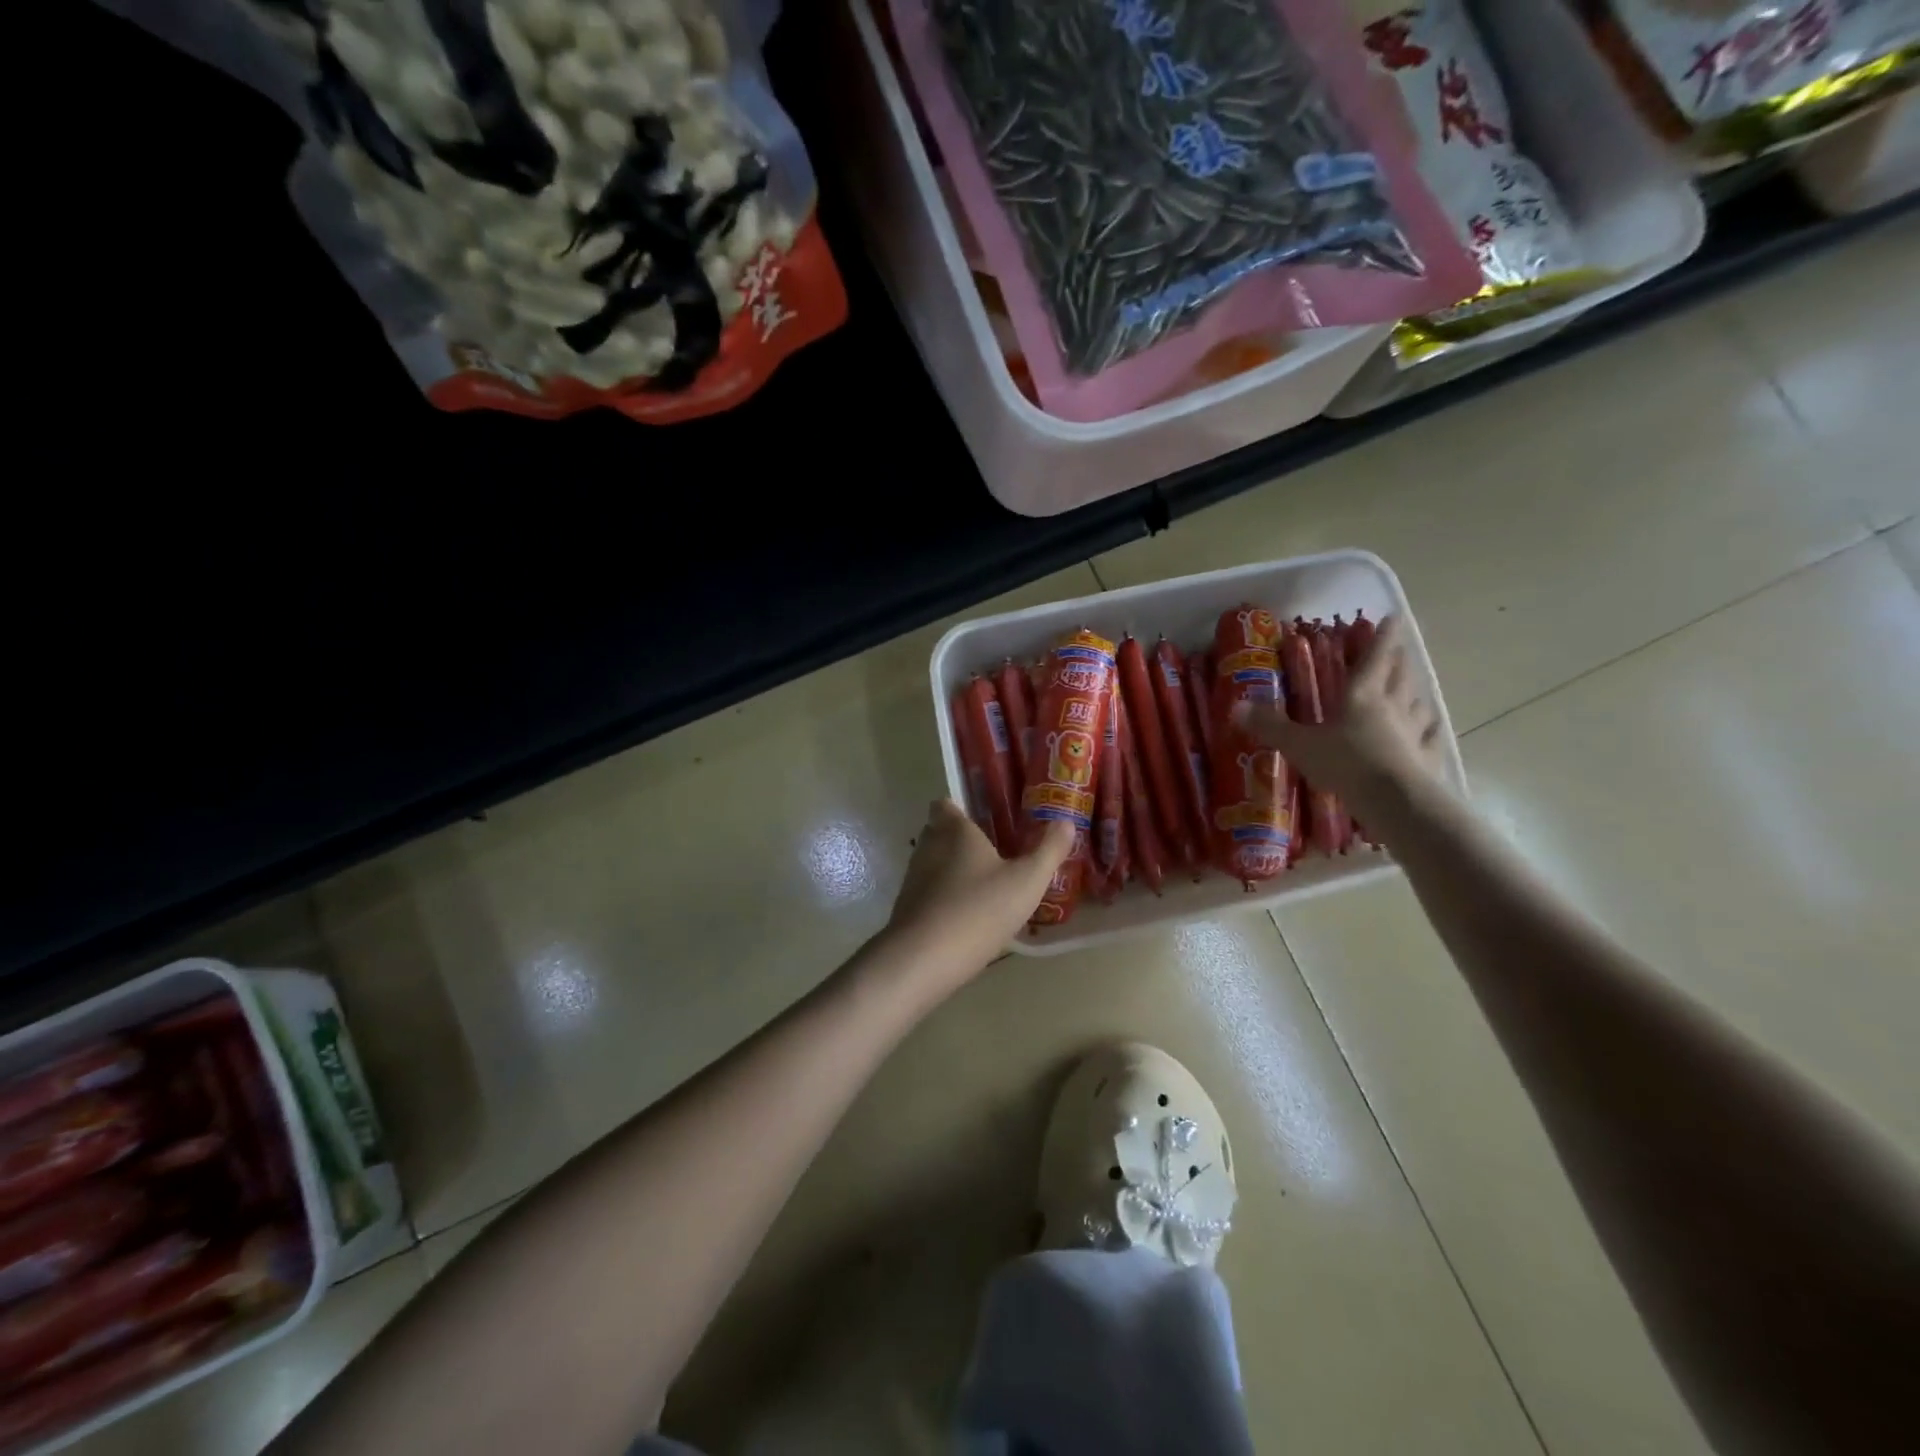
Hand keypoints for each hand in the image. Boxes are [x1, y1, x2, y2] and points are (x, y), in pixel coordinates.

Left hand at [879, 800, 1074, 990]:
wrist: (924, 959)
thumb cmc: (979, 909)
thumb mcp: (1027, 880)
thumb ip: (1049, 850)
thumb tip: (1066, 821)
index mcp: (954, 829)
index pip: (946, 803)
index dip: (962, 807)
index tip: (986, 817)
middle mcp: (928, 846)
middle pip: (940, 832)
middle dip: (961, 839)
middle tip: (994, 850)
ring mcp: (913, 878)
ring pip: (934, 864)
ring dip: (954, 870)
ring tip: (986, 884)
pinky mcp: (906, 908)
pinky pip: (929, 893)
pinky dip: (945, 897)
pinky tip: (968, 915)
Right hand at [1235, 615, 1453, 833]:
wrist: (1396, 802)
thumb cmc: (1345, 764)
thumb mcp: (1299, 745)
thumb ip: (1271, 726)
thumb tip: (1236, 706)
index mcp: (1362, 696)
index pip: (1374, 658)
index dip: (1382, 637)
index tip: (1393, 618)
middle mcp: (1393, 706)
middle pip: (1399, 676)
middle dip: (1398, 660)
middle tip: (1400, 650)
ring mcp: (1415, 732)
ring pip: (1418, 704)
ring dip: (1414, 692)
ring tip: (1413, 688)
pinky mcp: (1427, 757)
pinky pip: (1431, 737)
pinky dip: (1431, 730)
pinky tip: (1433, 729)